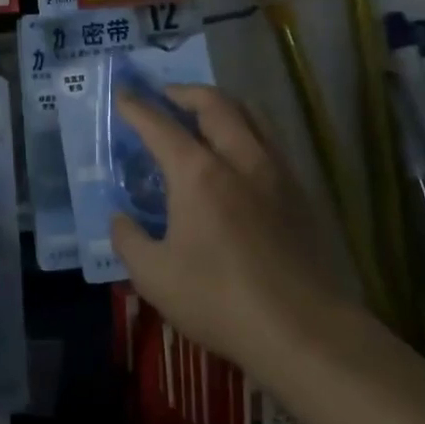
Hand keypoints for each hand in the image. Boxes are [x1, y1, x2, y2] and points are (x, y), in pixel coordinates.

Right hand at [110, 86, 345, 374]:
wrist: (303, 331)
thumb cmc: (219, 301)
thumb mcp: (153, 276)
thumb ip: (128, 240)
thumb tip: (121, 219)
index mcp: (198, 174)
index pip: (160, 126)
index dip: (136, 107)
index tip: (123, 94)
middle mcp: (240, 159)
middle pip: (215, 104)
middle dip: (185, 92)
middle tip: (166, 97)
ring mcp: (276, 173)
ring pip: (252, 115)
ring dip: (223, 105)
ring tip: (205, 116)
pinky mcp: (301, 193)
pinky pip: (270, 141)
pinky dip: (247, 131)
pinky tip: (239, 156)